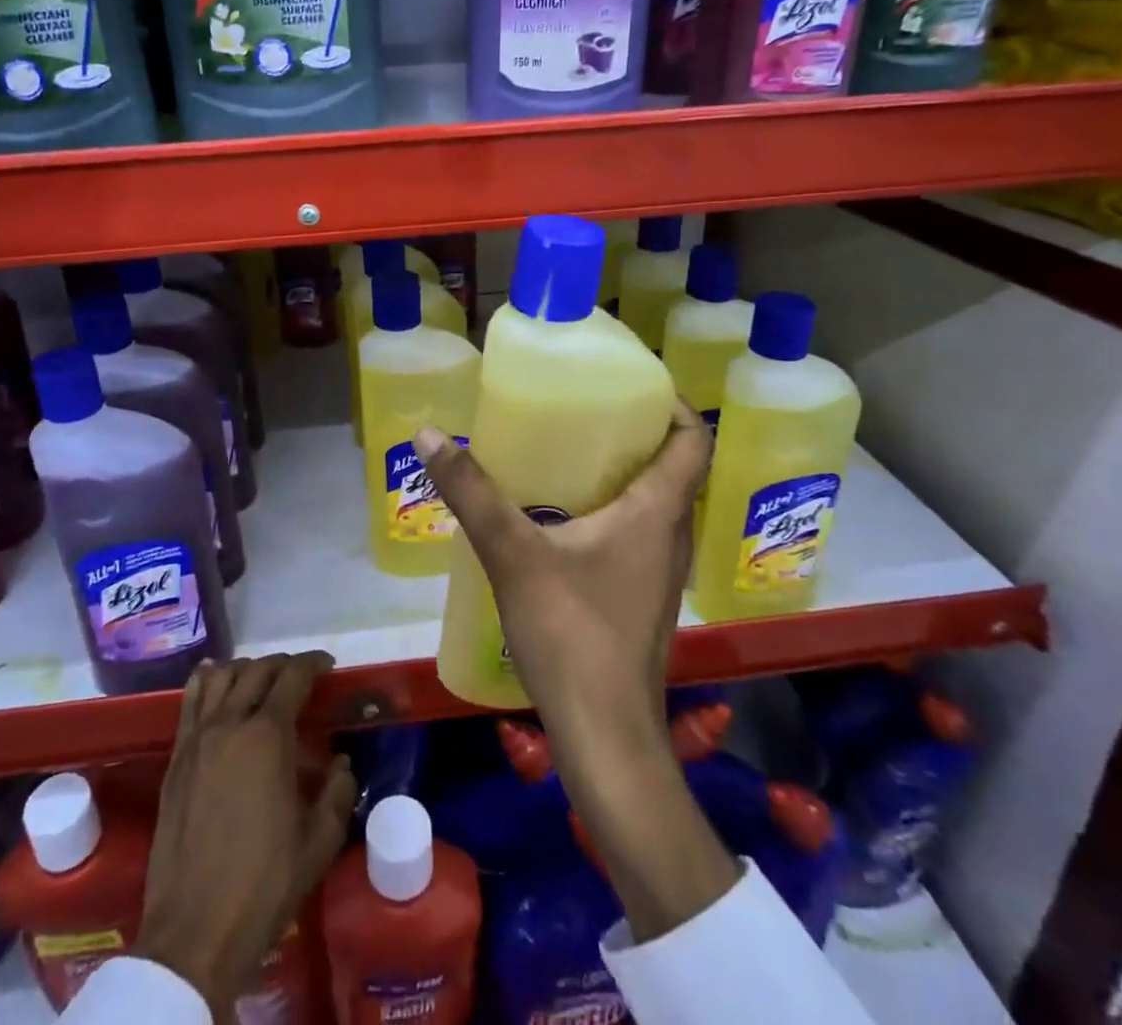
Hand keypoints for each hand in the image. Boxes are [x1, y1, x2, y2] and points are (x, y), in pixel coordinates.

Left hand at [136, 654, 357, 1009]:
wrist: (194, 932)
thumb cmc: (264, 885)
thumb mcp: (319, 842)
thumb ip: (338, 793)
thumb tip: (340, 763)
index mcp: (268, 735)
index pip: (293, 676)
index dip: (314, 664)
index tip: (328, 667)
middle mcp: (230, 723)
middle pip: (258, 670)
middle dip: (284, 665)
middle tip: (302, 677)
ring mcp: (197, 739)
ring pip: (221, 677)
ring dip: (246, 669)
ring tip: (261, 681)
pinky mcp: (176, 759)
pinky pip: (190, 701)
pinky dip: (207, 681)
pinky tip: (215, 682)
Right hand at [414, 401, 711, 742]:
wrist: (604, 735)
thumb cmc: (571, 632)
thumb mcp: (512, 553)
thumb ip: (471, 493)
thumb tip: (429, 434)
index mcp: (657, 513)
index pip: (692, 441)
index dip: (671, 406)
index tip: (631, 385)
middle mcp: (671, 537)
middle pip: (674, 469)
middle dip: (637, 435)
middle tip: (586, 412)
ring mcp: (662, 574)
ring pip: (657, 506)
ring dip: (626, 476)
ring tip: (572, 457)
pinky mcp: (643, 600)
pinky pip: (640, 536)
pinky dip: (616, 514)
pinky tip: (566, 522)